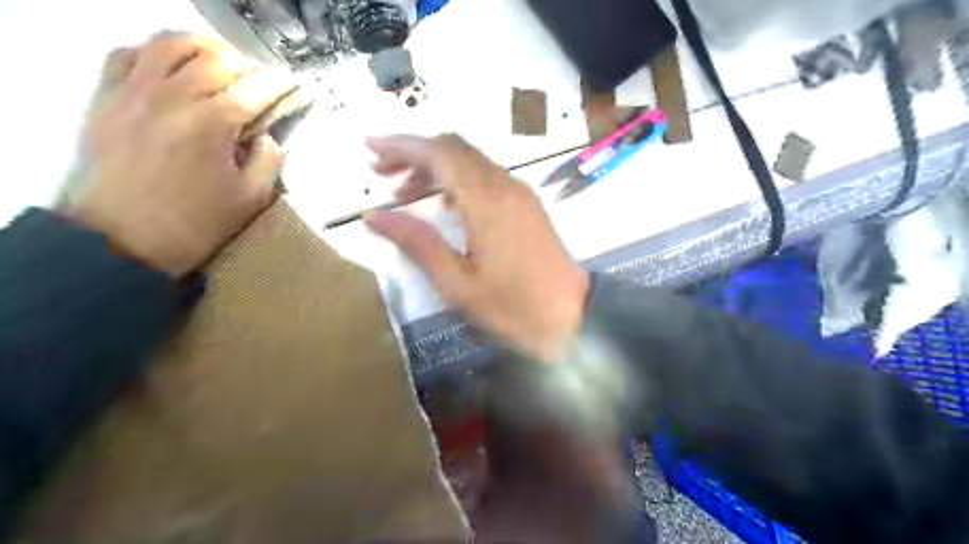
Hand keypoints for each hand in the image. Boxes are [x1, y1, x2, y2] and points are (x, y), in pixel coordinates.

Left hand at [63, 31, 298, 276]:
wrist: (123, 240)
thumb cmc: (195, 224)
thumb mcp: (250, 199)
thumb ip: (269, 160)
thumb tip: (268, 136)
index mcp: (212, 124)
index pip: (255, 88)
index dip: (280, 83)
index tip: (293, 84)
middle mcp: (173, 97)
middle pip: (216, 58)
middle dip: (247, 65)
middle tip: (261, 82)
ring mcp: (134, 92)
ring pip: (170, 44)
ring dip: (204, 49)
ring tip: (221, 65)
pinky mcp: (107, 98)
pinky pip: (128, 54)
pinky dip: (156, 53)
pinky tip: (173, 70)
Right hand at [368, 133, 586, 360]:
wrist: (573, 320)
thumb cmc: (513, 309)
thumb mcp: (457, 285)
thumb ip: (417, 243)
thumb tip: (374, 215)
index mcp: (487, 201)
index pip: (439, 153)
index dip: (401, 145)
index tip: (369, 148)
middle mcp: (505, 185)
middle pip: (455, 149)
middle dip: (414, 154)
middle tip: (381, 173)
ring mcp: (520, 194)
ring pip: (471, 162)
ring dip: (436, 168)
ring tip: (404, 193)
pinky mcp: (528, 206)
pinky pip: (487, 178)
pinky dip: (458, 181)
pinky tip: (443, 206)